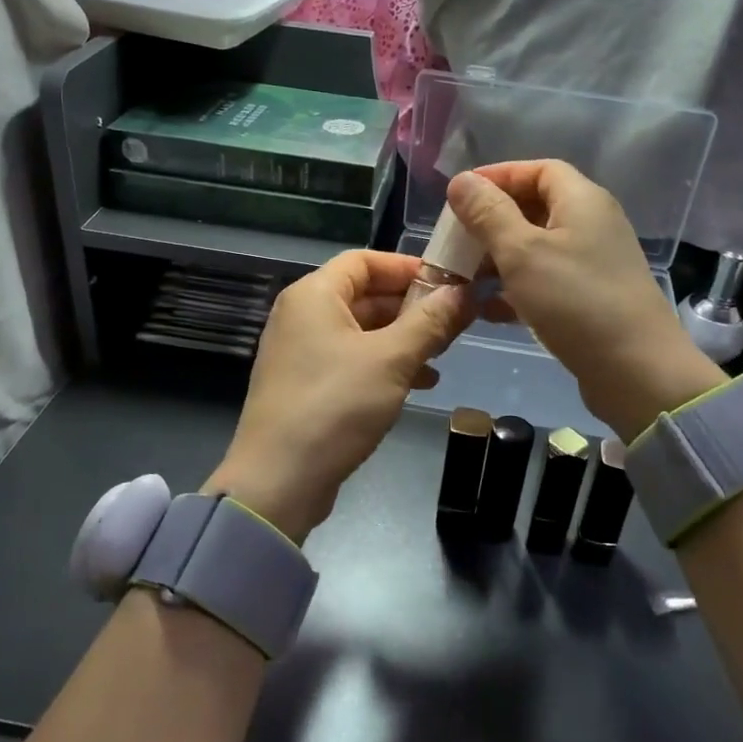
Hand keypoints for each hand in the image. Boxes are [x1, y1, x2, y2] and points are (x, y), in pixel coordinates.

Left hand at [207, 251, 471, 542]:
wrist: (279, 481)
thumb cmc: (335, 405)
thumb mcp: (392, 360)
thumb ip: (430, 322)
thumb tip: (464, 292)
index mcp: (314, 295)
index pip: (365, 260)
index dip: (408, 266)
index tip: (449, 282)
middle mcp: (302, 315)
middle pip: (365, 294)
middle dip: (412, 306)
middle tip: (455, 320)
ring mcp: (301, 352)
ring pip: (362, 330)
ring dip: (403, 337)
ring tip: (443, 352)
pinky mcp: (307, 385)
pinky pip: (352, 360)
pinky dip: (385, 364)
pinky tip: (420, 383)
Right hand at [447, 161, 725, 441]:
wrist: (636, 370)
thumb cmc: (575, 301)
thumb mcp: (521, 252)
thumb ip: (488, 214)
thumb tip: (461, 180)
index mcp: (582, 201)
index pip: (539, 169)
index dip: (499, 176)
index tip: (461, 195)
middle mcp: (593, 225)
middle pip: (537, 207)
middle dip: (494, 220)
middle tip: (457, 239)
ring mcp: (595, 264)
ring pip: (539, 248)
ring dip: (501, 257)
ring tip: (465, 275)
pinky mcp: (591, 299)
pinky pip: (547, 281)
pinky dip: (517, 289)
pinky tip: (488, 310)